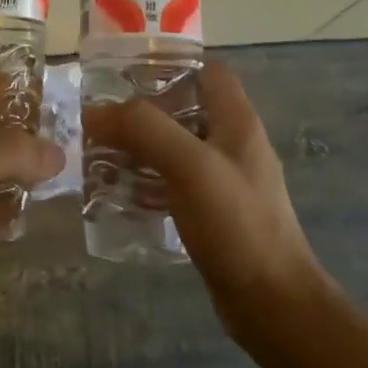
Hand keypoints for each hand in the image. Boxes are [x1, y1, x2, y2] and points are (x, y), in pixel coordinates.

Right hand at [84, 61, 327, 333]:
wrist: (272, 304)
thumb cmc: (237, 224)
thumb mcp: (190, 165)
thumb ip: (145, 129)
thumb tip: (96, 112)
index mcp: (236, 121)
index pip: (207, 70)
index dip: (169, 64)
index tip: (123, 72)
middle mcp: (231, 144)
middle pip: (183, 108)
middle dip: (140, 110)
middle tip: (98, 118)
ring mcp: (223, 180)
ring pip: (173, 147)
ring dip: (138, 147)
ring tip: (97, 153)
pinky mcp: (212, 213)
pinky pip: (172, 183)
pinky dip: (145, 180)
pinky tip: (117, 192)